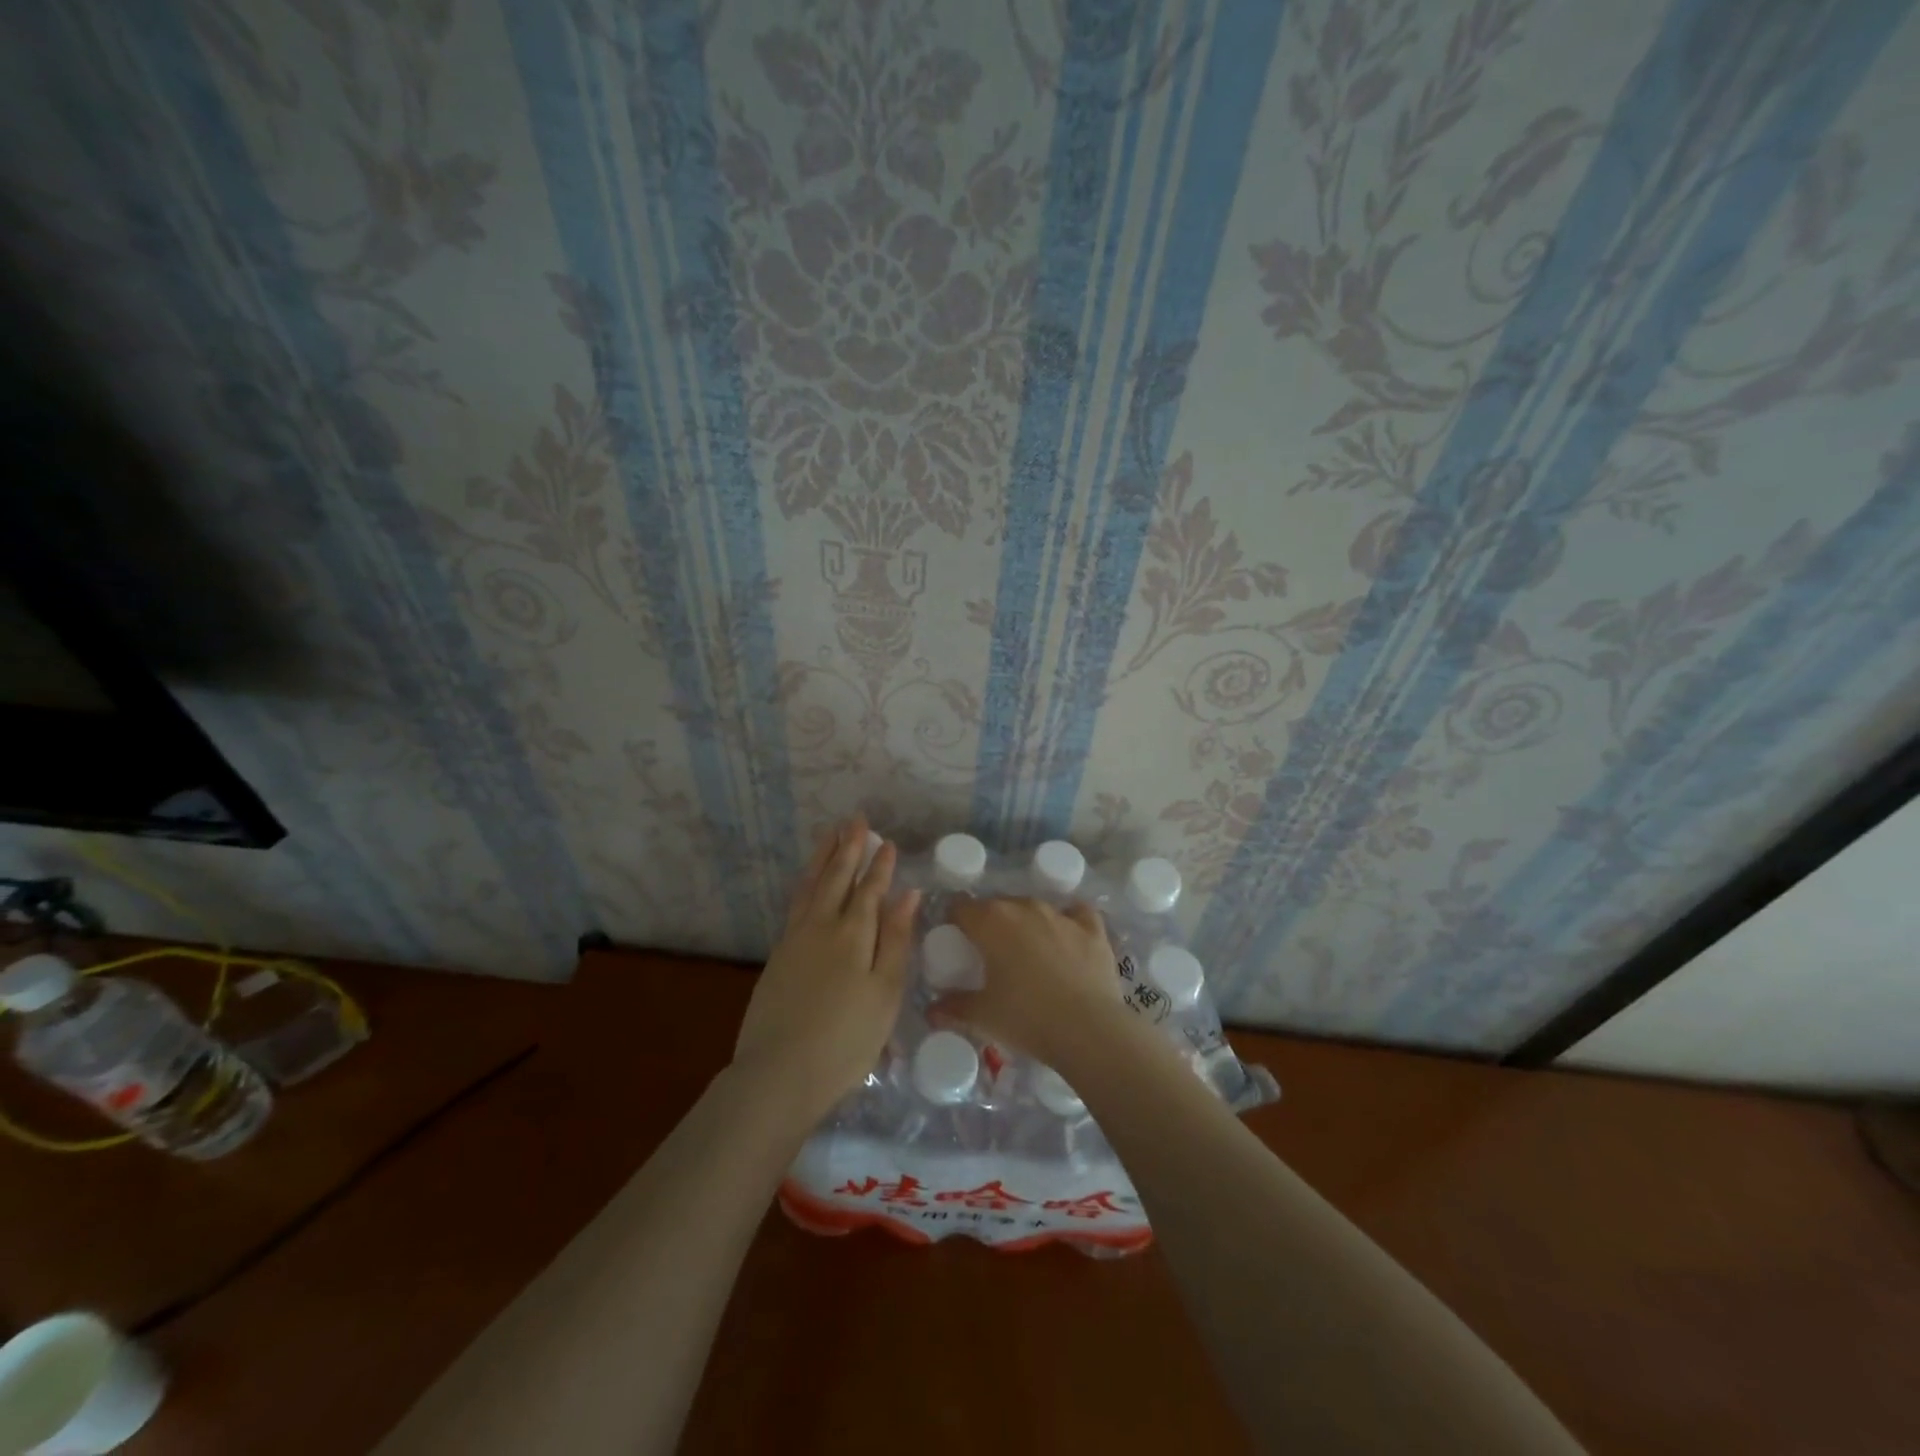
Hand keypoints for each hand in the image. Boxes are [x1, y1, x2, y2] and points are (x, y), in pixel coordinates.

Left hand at [733, 816, 919, 1125]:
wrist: (779, 1073)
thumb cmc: (847, 1039)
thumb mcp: (885, 991)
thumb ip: (896, 939)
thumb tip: (907, 894)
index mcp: (854, 933)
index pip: (870, 889)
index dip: (879, 865)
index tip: (886, 841)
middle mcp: (822, 926)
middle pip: (836, 877)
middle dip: (847, 847)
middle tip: (854, 819)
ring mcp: (795, 939)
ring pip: (810, 886)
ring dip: (822, 858)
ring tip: (829, 835)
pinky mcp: (778, 956)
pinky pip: (795, 904)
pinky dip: (805, 884)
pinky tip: (808, 882)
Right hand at [934, 896, 1131, 1069]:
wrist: (1089, 1030)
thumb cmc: (1027, 1018)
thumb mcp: (983, 1017)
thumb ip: (953, 1007)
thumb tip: (932, 1010)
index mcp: (991, 921)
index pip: (959, 907)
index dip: (953, 921)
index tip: (954, 941)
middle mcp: (1024, 906)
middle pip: (997, 905)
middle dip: (989, 923)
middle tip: (988, 954)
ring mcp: (1060, 914)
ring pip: (1033, 907)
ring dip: (1025, 923)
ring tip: (1026, 952)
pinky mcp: (1092, 927)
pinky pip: (1075, 913)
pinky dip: (1068, 921)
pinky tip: (1067, 937)